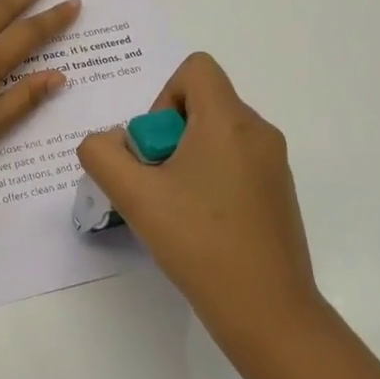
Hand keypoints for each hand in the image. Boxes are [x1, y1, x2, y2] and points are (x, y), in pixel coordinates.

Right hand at [77, 53, 320, 347]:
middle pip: (202, 103)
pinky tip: (199, 225)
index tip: (155, 147)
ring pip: (216, 135)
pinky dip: (209, 178)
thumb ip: (102, 154)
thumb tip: (108, 142)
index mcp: (228, 121)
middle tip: (157, 183)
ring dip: (185, 158)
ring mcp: (273, 164)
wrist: (267, 310)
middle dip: (167, 135)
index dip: (163, 96)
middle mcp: (258, 132)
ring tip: (174, 208)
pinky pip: (234, 162)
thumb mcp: (134, 195)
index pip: (196, 68)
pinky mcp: (278, 193)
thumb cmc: (199, 243)